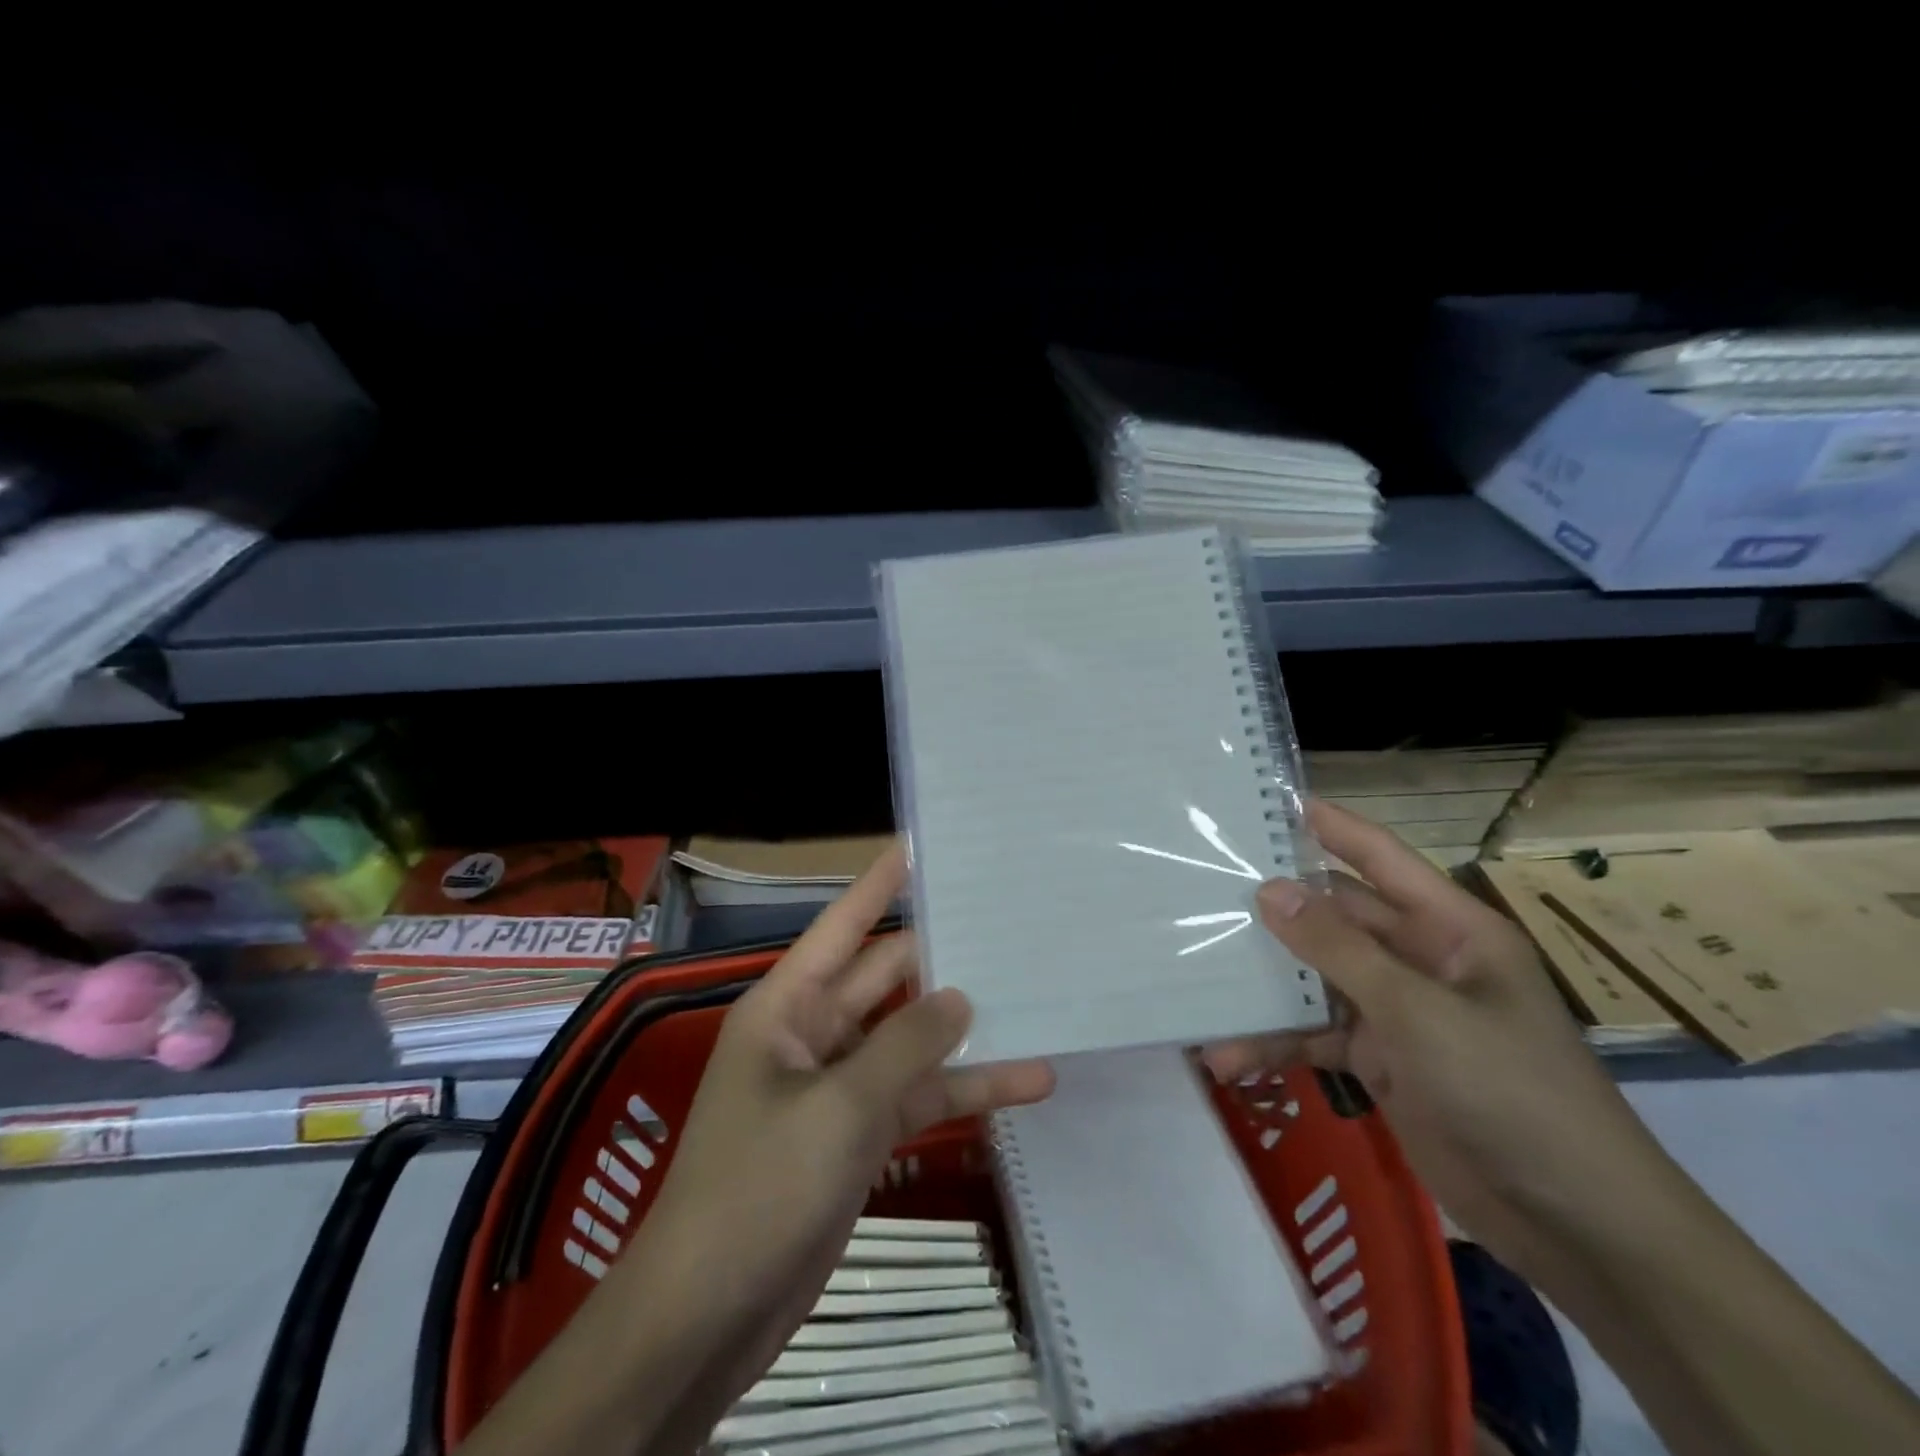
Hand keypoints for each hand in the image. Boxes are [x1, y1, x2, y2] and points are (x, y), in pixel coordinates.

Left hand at [619, 842, 1053, 1448]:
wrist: (709, 1316)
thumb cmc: (759, 1188)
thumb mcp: (838, 1108)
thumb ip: (905, 1045)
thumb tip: (960, 996)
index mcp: (788, 1004)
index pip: (843, 925)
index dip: (880, 884)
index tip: (921, 845)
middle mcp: (814, 1031)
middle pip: (888, 977)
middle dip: (942, 954)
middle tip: (1006, 921)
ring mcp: (840, 1084)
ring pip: (912, 1039)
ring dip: (966, 1030)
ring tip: (1036, 997)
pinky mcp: (860, 1132)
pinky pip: (918, 1095)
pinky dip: (964, 1090)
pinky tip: (1027, 1082)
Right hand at [1205, 801, 1680, 1282]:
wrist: (1576, 1226)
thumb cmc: (1510, 1090)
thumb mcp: (1419, 1012)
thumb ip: (1340, 950)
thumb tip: (1269, 890)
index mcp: (1448, 929)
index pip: (1380, 858)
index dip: (1330, 826)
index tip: (1269, 801)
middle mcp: (1419, 960)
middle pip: (1334, 919)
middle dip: (1275, 914)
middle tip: (1201, 893)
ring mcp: (1397, 1012)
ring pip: (1316, 981)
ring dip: (1265, 992)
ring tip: (1200, 988)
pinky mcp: (1381, 1061)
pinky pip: (1316, 1037)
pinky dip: (1276, 1045)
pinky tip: (1229, 1058)